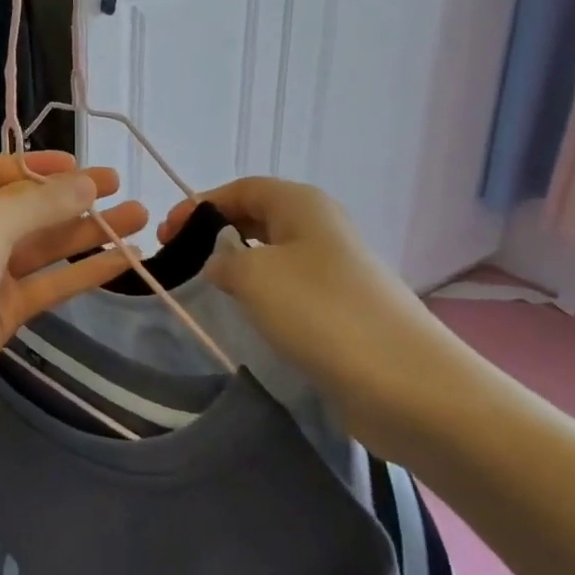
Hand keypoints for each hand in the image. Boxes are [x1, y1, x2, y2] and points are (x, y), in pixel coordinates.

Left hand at [0, 152, 147, 420]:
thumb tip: (87, 182)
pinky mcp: (3, 311)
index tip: (84, 166)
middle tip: (122, 189)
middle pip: (27, 208)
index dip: (42, 166)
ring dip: (88, 233)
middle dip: (73, 199)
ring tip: (139, 219)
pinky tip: (123, 261)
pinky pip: (48, 283)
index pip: (0, 171)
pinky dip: (83, 272)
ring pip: (43, 246)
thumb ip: (42, 203)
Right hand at [161, 177, 488, 457]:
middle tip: (177, 258)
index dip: (200, 204)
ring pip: (271, 254)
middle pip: (255, 217)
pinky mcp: (340, 309)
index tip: (166, 233)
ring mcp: (334, 270)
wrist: (408, 385)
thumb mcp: (254, 275)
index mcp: (302, 204)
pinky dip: (261, 294)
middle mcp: (320, 227)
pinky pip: (288, 288)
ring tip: (204, 287)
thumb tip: (220, 264)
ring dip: (236, 265)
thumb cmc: (323, 313)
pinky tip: (245, 315)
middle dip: (214, 232)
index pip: (240, 189)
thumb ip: (222, 259)